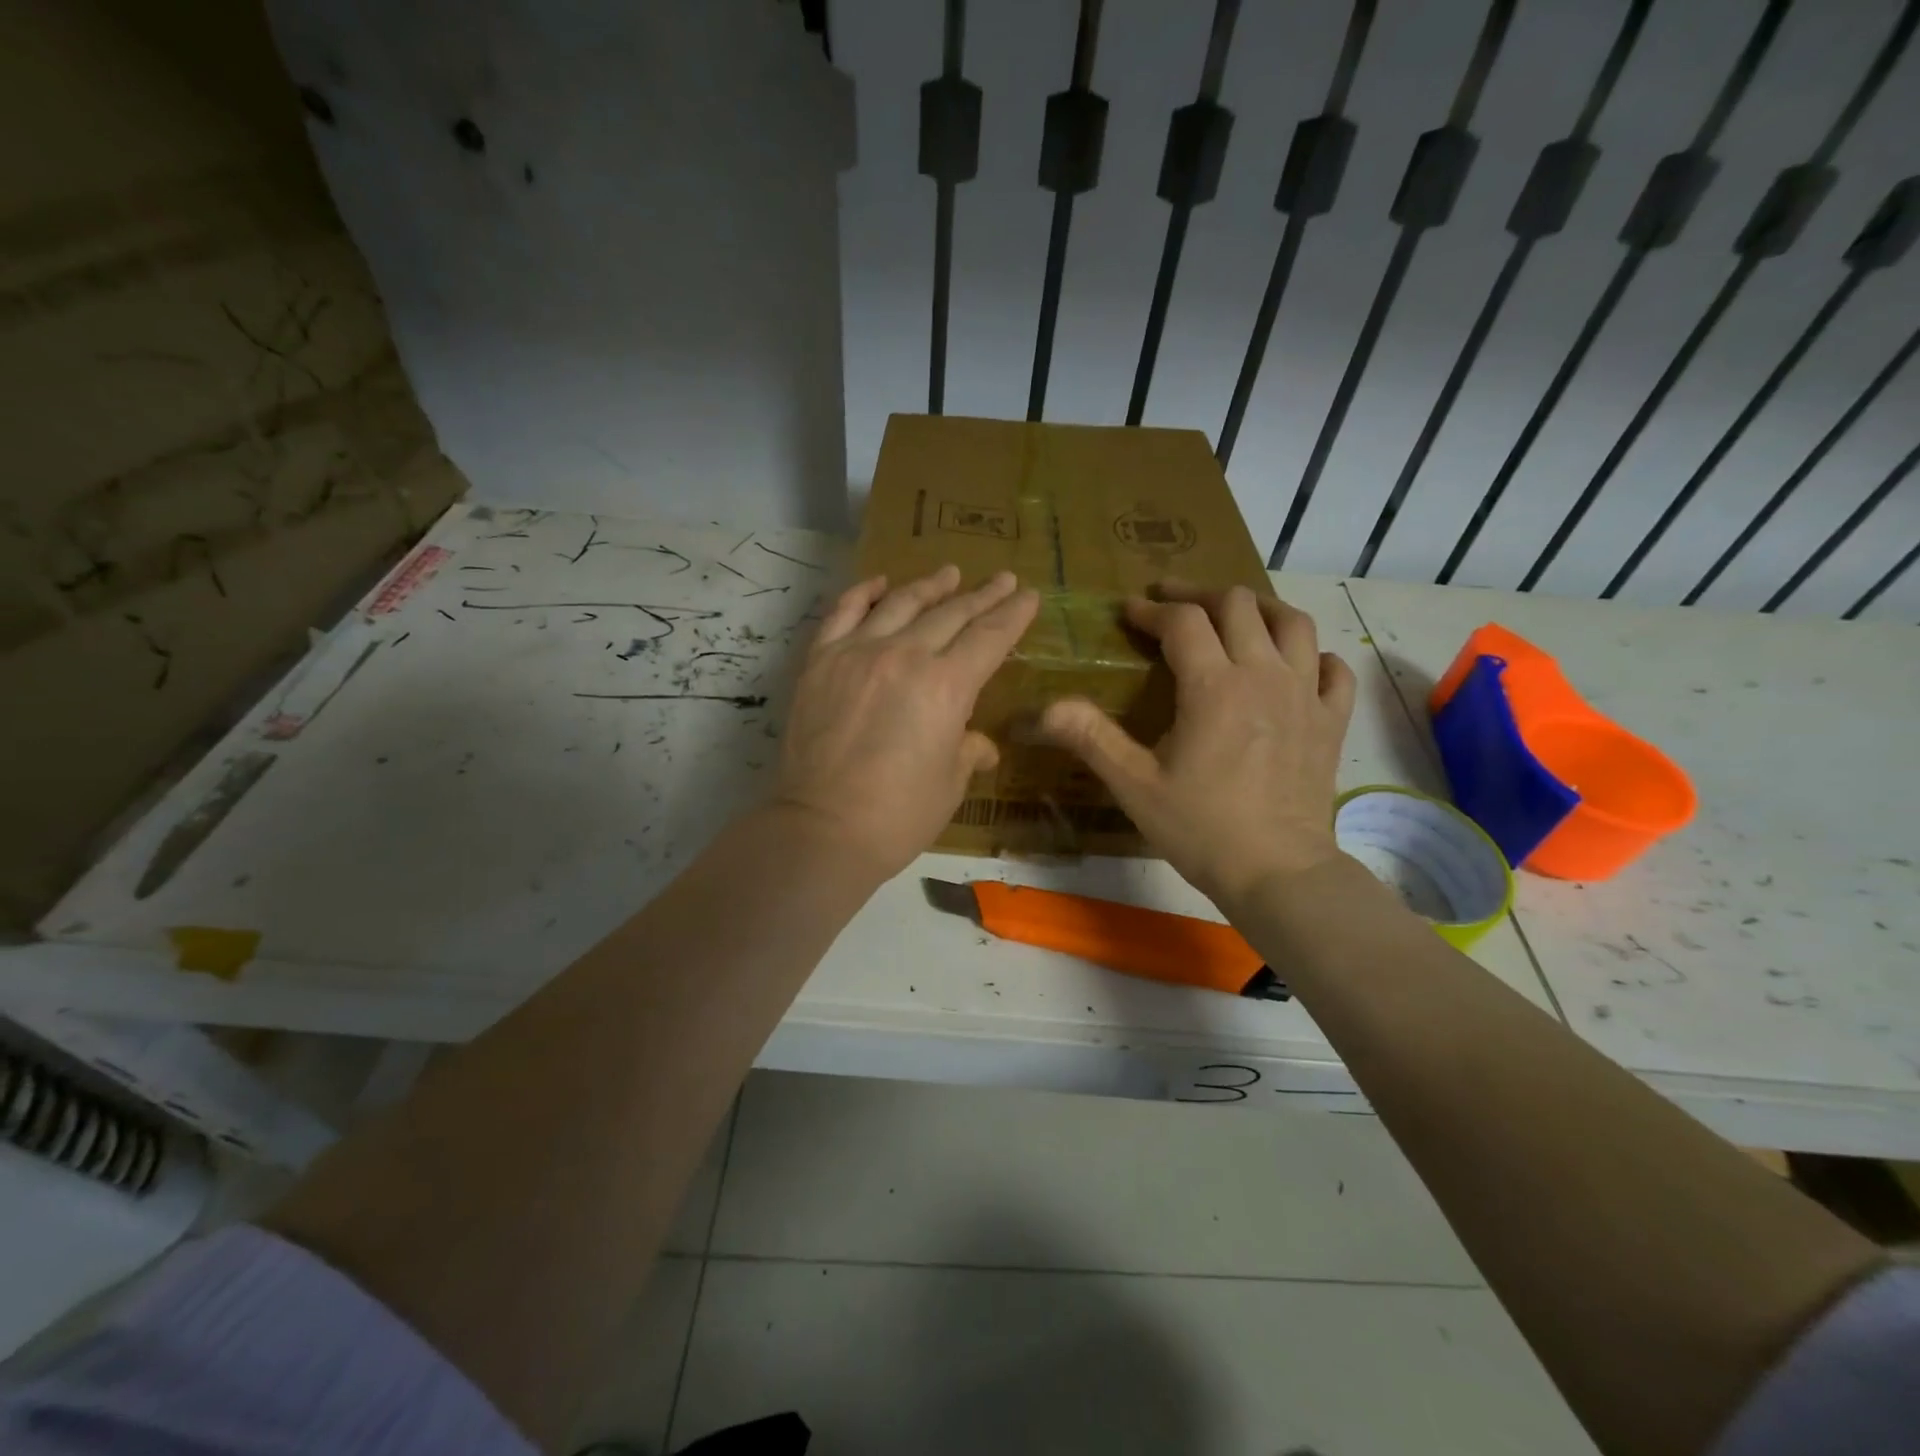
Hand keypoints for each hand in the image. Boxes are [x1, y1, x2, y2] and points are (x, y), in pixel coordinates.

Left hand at [774, 564, 1039, 878]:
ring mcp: (857, 653)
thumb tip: (979, 744)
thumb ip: (968, 750)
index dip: (1013, 615)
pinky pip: (843, 613)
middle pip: (951, 614)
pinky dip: (864, 593)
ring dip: (930, 586)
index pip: (989, 637)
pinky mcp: (820, 661)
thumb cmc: (899, 816)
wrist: (823, 829)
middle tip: (1002, 579)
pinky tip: (880, 583)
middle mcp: (905, 656)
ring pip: (901, 604)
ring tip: (949, 572)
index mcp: (946, 686)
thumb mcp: (950, 784)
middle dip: (982, 595)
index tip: (1028, 595)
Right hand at [1038, 584, 1355, 914]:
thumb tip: (1045, 708)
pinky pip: (1334, 669)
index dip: (1152, 610)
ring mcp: (1306, 695)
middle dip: (1199, 594)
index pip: (1183, 622)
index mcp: (1214, 686)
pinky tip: (1298, 664)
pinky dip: (1314, 655)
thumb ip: (1092, 738)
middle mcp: (1264, 675)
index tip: (1130, 611)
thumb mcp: (1135, 786)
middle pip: (1238, 604)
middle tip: (1172, 601)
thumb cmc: (1201, 828)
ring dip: (1260, 607)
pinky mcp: (1331, 721)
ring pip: (1293, 623)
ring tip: (1235, 613)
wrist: (1278, 872)